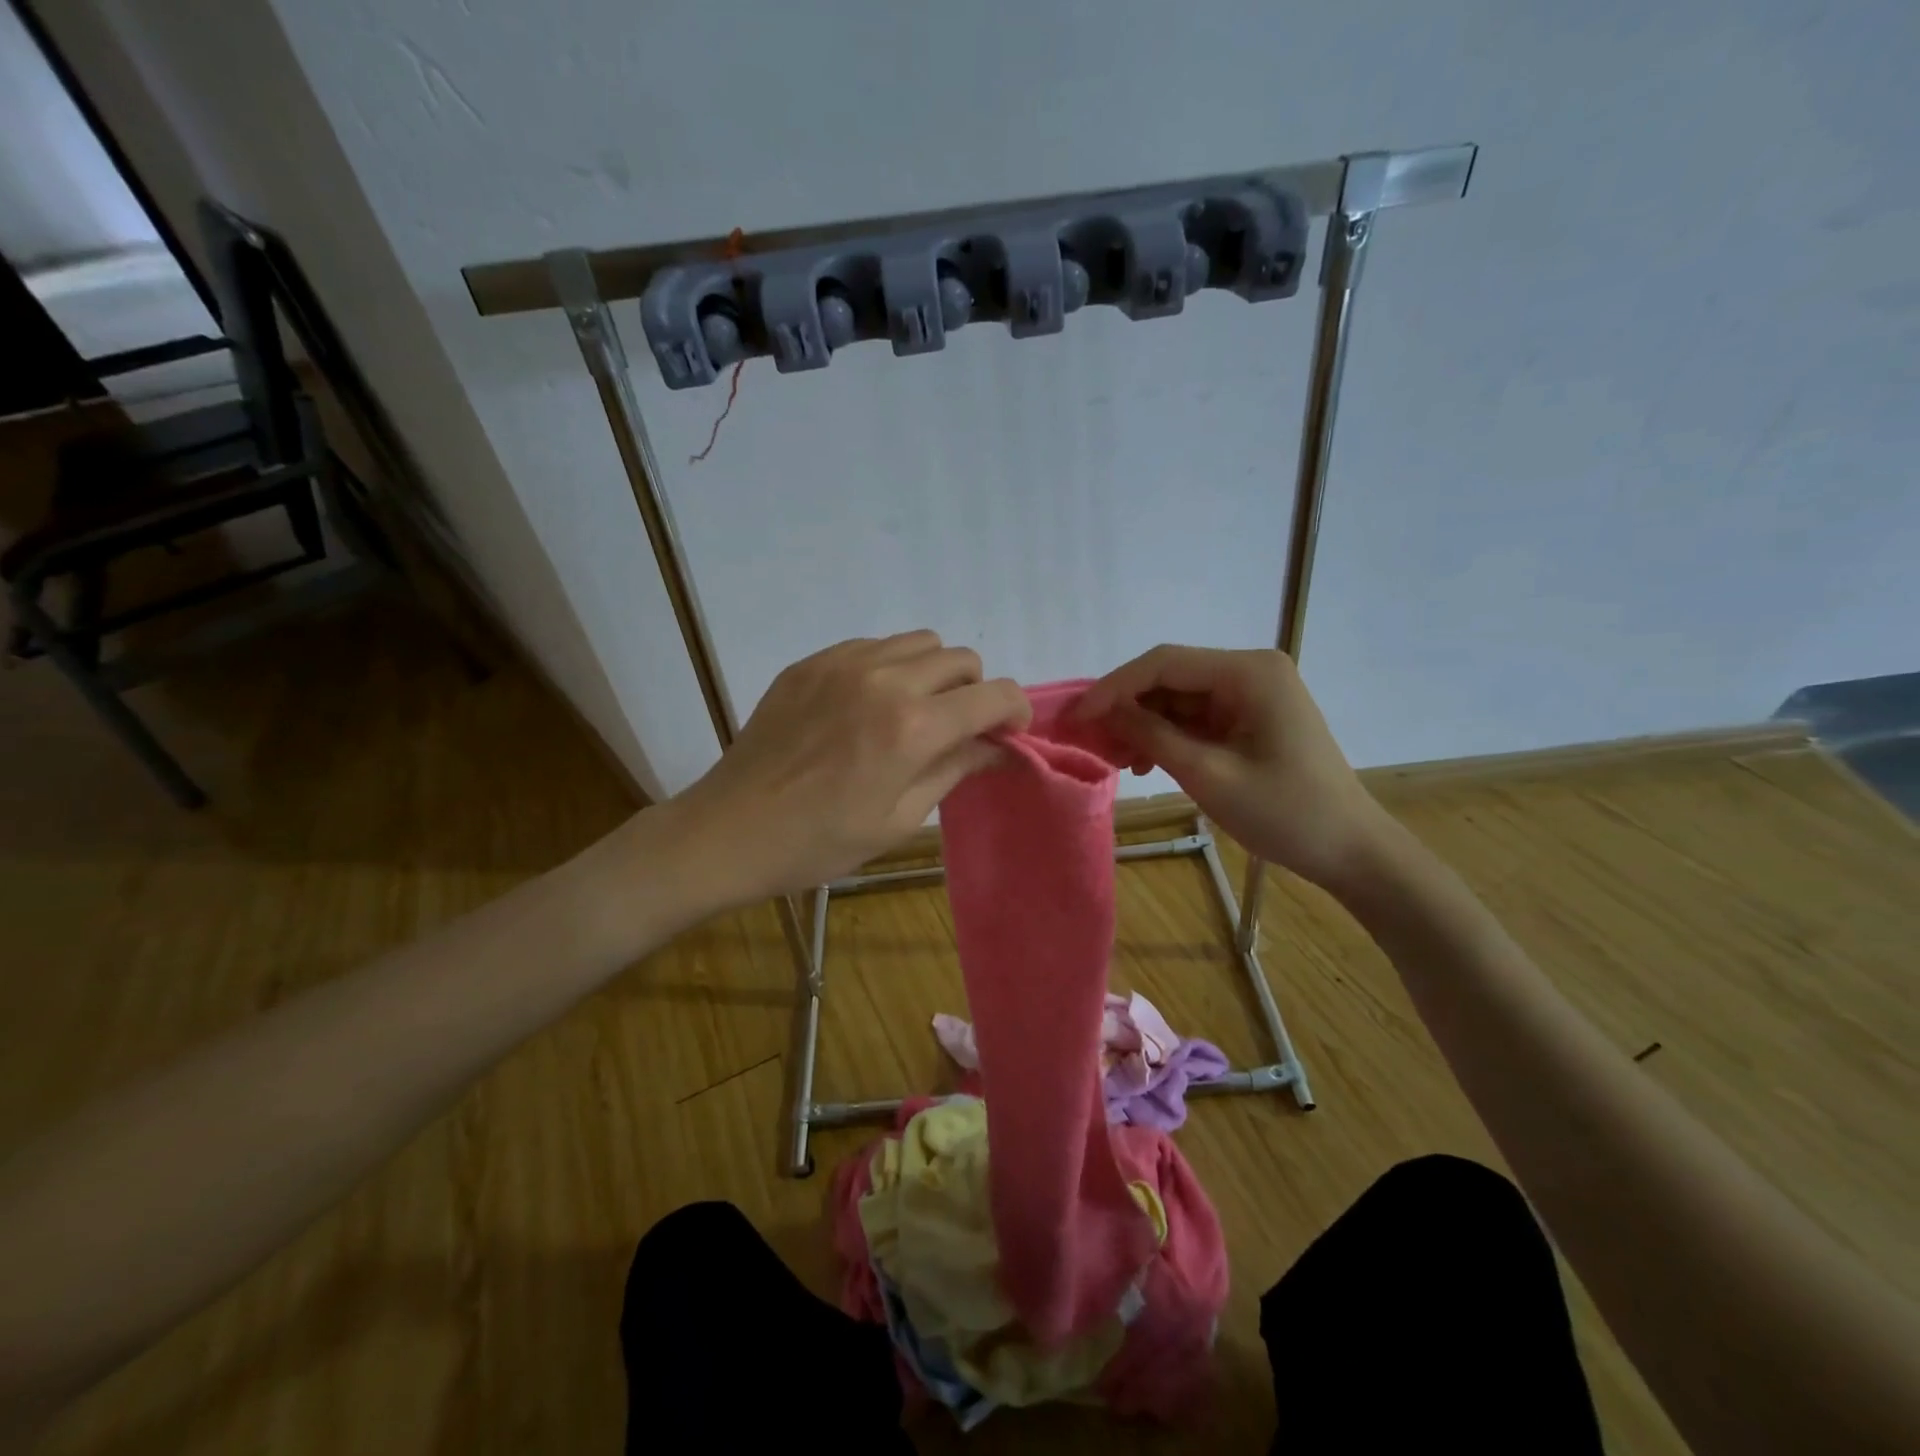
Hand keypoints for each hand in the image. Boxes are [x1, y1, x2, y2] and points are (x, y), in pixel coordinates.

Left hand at [668, 631, 1029, 905]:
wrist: (731, 830)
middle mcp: (885, 679)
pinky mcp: (812, 662)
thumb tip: (999, 746)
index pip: (994, 694)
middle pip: (961, 658)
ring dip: (933, 673)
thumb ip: (955, 769)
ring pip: (919, 642)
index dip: (1014, 711)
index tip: (1008, 734)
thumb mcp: (899, 818)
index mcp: (913, 726)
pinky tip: (866, 706)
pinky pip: (873, 645)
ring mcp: (843, 663)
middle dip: (973, 691)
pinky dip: (889, 667)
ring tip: (911, 713)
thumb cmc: (820, 841)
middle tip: (956, 729)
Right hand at [1074, 645, 1391, 891]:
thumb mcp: (1208, 774)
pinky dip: (1169, 736)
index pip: (1164, 663)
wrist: (1350, 850)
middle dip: (1128, 707)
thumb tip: (1103, 711)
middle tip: (1092, 741)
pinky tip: (1149, 762)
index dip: (1114, 687)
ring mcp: (1252, 694)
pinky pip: (1197, 718)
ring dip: (1145, 725)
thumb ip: (1152, 735)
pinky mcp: (1251, 718)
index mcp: (1248, 672)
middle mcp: (1250, 671)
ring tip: (1119, 759)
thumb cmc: (1284, 812)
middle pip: (1171, 678)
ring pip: (1179, 698)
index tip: (1078, 716)